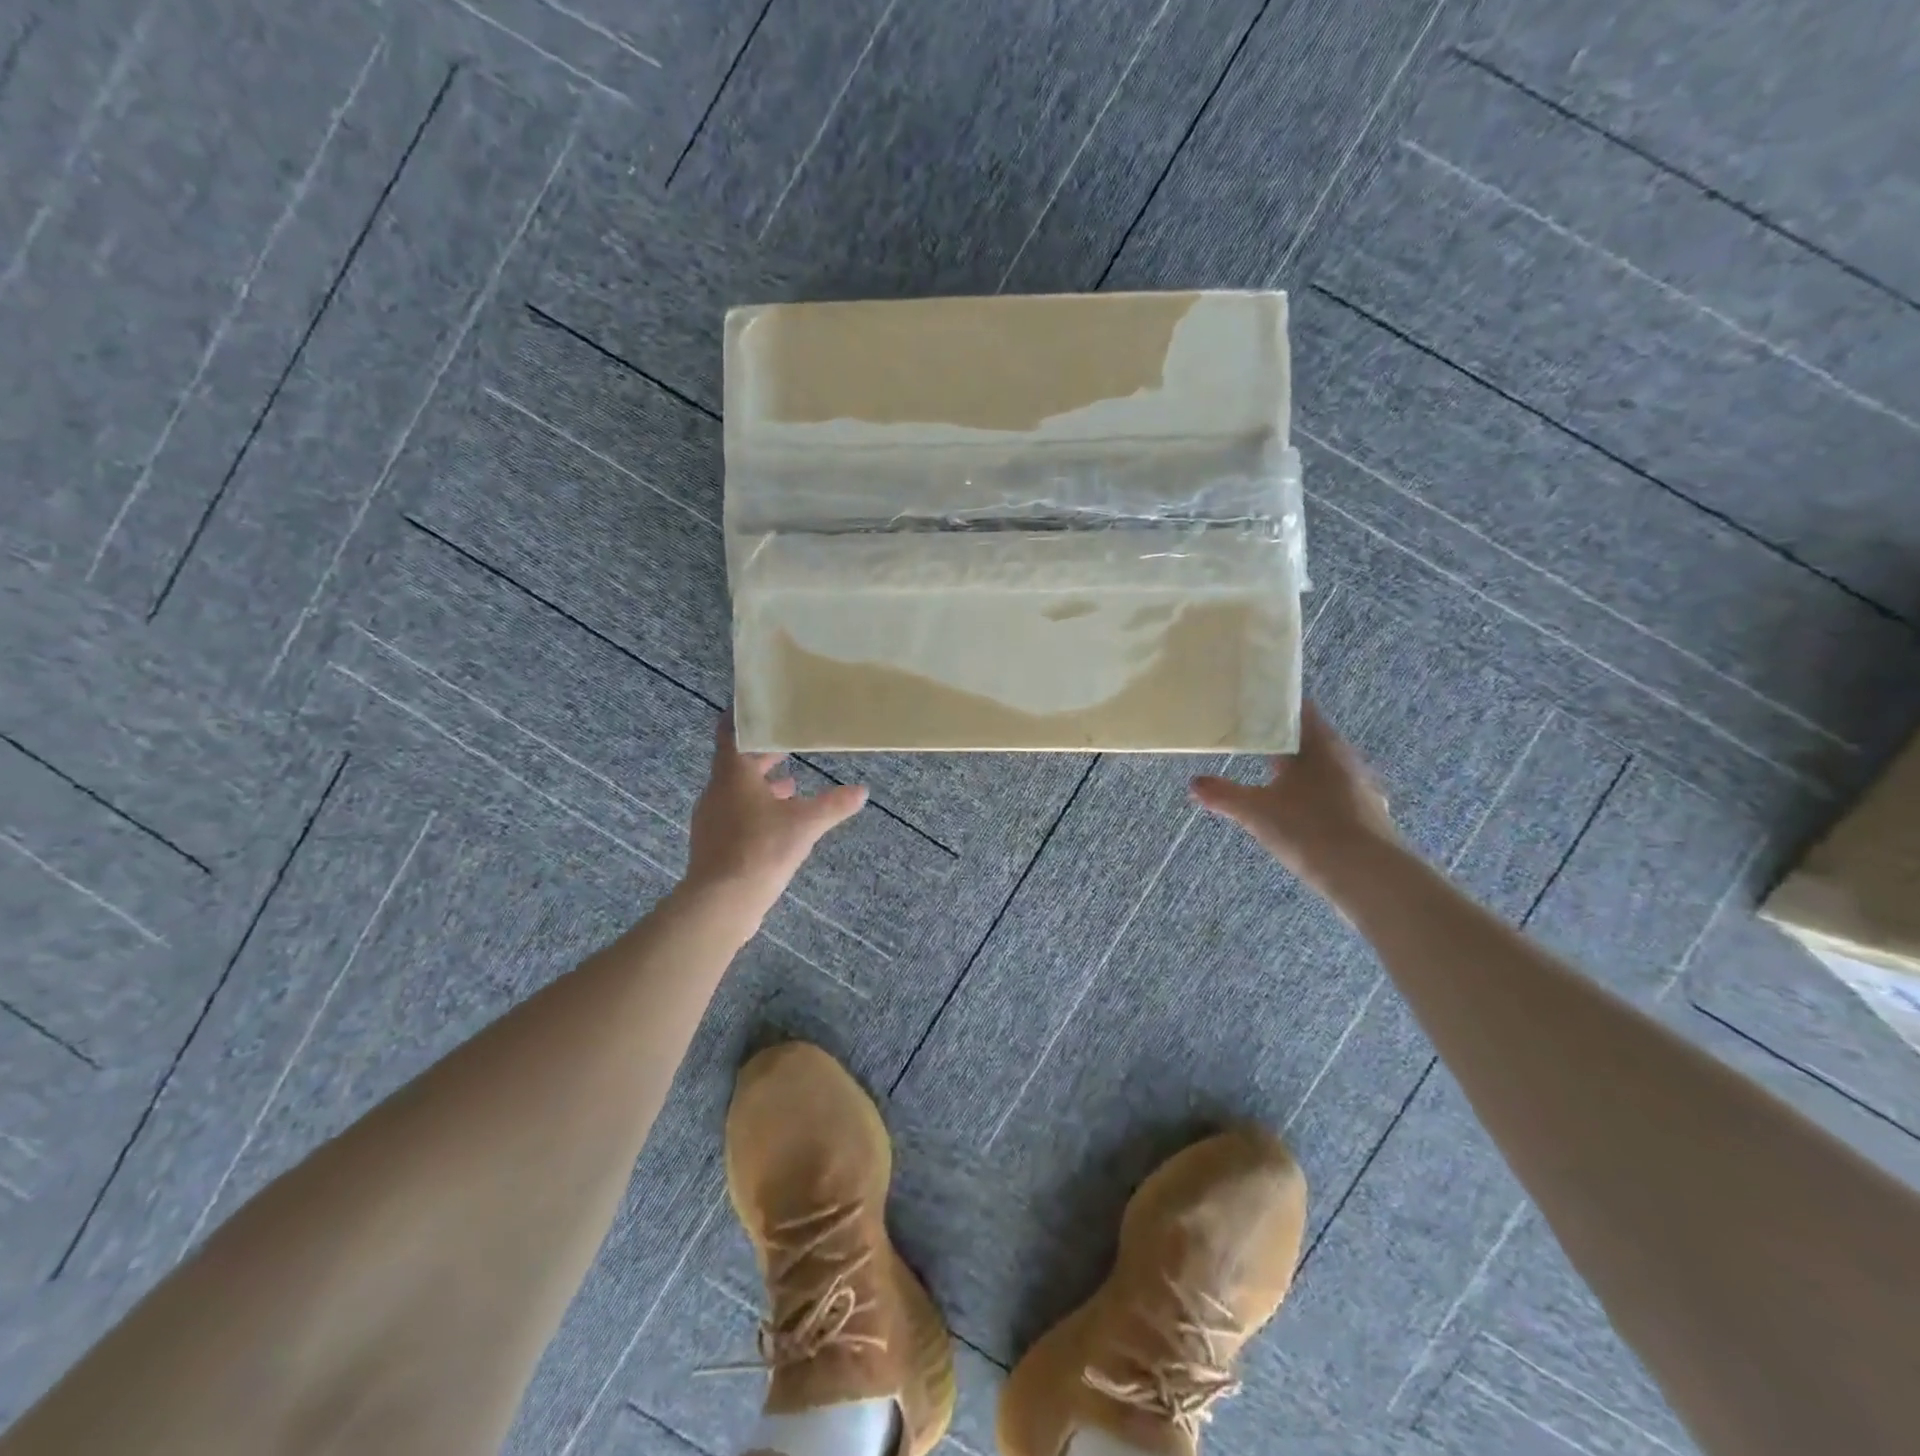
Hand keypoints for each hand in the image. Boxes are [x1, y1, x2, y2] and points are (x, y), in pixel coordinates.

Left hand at [683, 713, 867, 919]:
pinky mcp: (714, 844)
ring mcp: (712, 819)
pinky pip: (736, 815)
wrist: (720, 903)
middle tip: (790, 743)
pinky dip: (757, 809)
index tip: (761, 706)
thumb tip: (862, 791)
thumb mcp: (805, 824)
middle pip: (737, 763)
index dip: (744, 717)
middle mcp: (717, 791)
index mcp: (732, 775)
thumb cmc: (760, 850)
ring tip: (793, 783)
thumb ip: (833, 805)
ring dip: (762, 785)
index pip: (731, 732)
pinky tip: (779, 822)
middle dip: (764, 755)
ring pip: (737, 791)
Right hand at [1190, 702, 1397, 893]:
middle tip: (1251, 741)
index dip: (1274, 705)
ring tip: (1272, 776)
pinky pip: (1336, 791)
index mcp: (1318, 744)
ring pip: (1324, 766)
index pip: (1298, 708)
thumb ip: (1223, 795)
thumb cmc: (1308, 829)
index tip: (1249, 707)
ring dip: (1301, 768)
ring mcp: (1360, 784)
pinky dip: (1316, 793)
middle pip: (1310, 737)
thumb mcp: (1255, 812)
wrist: (1368, 875)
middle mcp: (1344, 756)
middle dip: (1282, 740)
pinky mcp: (1368, 811)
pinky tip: (1301, 810)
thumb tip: (1193, 783)